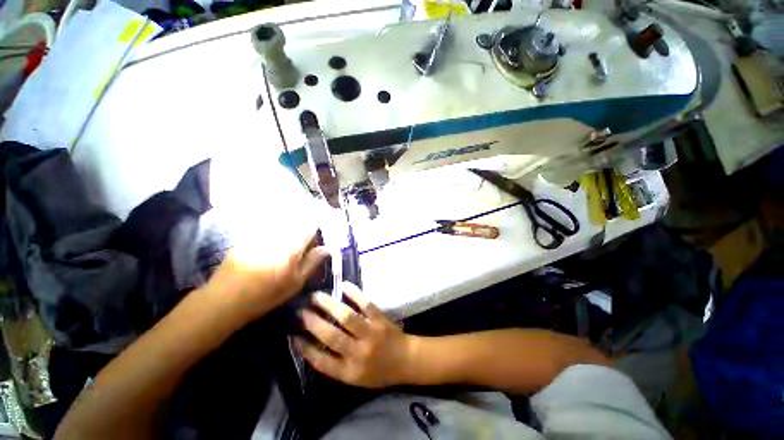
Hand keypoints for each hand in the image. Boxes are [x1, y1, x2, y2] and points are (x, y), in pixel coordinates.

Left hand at [205, 229, 328, 324]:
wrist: (225, 300)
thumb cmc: (265, 295)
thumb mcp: (294, 283)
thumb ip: (311, 263)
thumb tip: (327, 248)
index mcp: (291, 248)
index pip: (310, 227)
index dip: (317, 226)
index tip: (318, 232)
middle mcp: (277, 237)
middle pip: (296, 220)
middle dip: (304, 223)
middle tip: (306, 234)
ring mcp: (261, 235)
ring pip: (282, 221)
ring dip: (290, 223)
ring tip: (293, 230)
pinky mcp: (248, 237)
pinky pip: (266, 226)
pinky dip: (275, 227)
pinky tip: (273, 241)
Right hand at [295, 283, 414, 388]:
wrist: (406, 361)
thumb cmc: (379, 372)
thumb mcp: (356, 378)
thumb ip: (337, 365)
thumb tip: (315, 346)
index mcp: (350, 372)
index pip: (322, 361)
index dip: (305, 348)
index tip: (294, 335)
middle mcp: (358, 353)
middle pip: (332, 336)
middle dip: (313, 322)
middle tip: (301, 311)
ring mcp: (370, 334)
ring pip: (347, 317)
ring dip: (330, 305)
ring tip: (317, 296)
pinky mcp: (380, 320)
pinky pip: (366, 304)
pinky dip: (355, 294)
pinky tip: (344, 285)